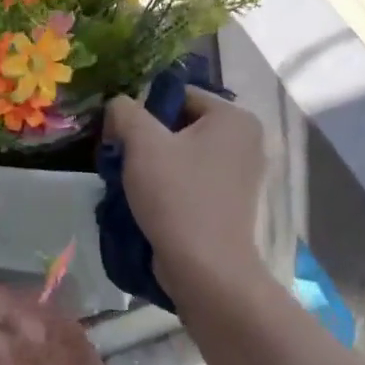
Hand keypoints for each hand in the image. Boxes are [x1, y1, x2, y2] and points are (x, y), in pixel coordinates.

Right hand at [104, 89, 267, 301]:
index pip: (178, 95)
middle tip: (121, 160)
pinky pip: (192, 179)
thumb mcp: (142, 143)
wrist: (206, 270)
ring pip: (184, 154)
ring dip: (155, 164)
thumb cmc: (177, 197)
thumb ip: (125, 111)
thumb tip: (118, 107)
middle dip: (147, 139)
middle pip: (180, 124)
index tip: (120, 137)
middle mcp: (246, 140)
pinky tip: (149, 202)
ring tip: (131, 183)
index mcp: (234, 117)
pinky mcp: (231, 203)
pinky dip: (170, 185)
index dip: (143, 111)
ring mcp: (241, 174)